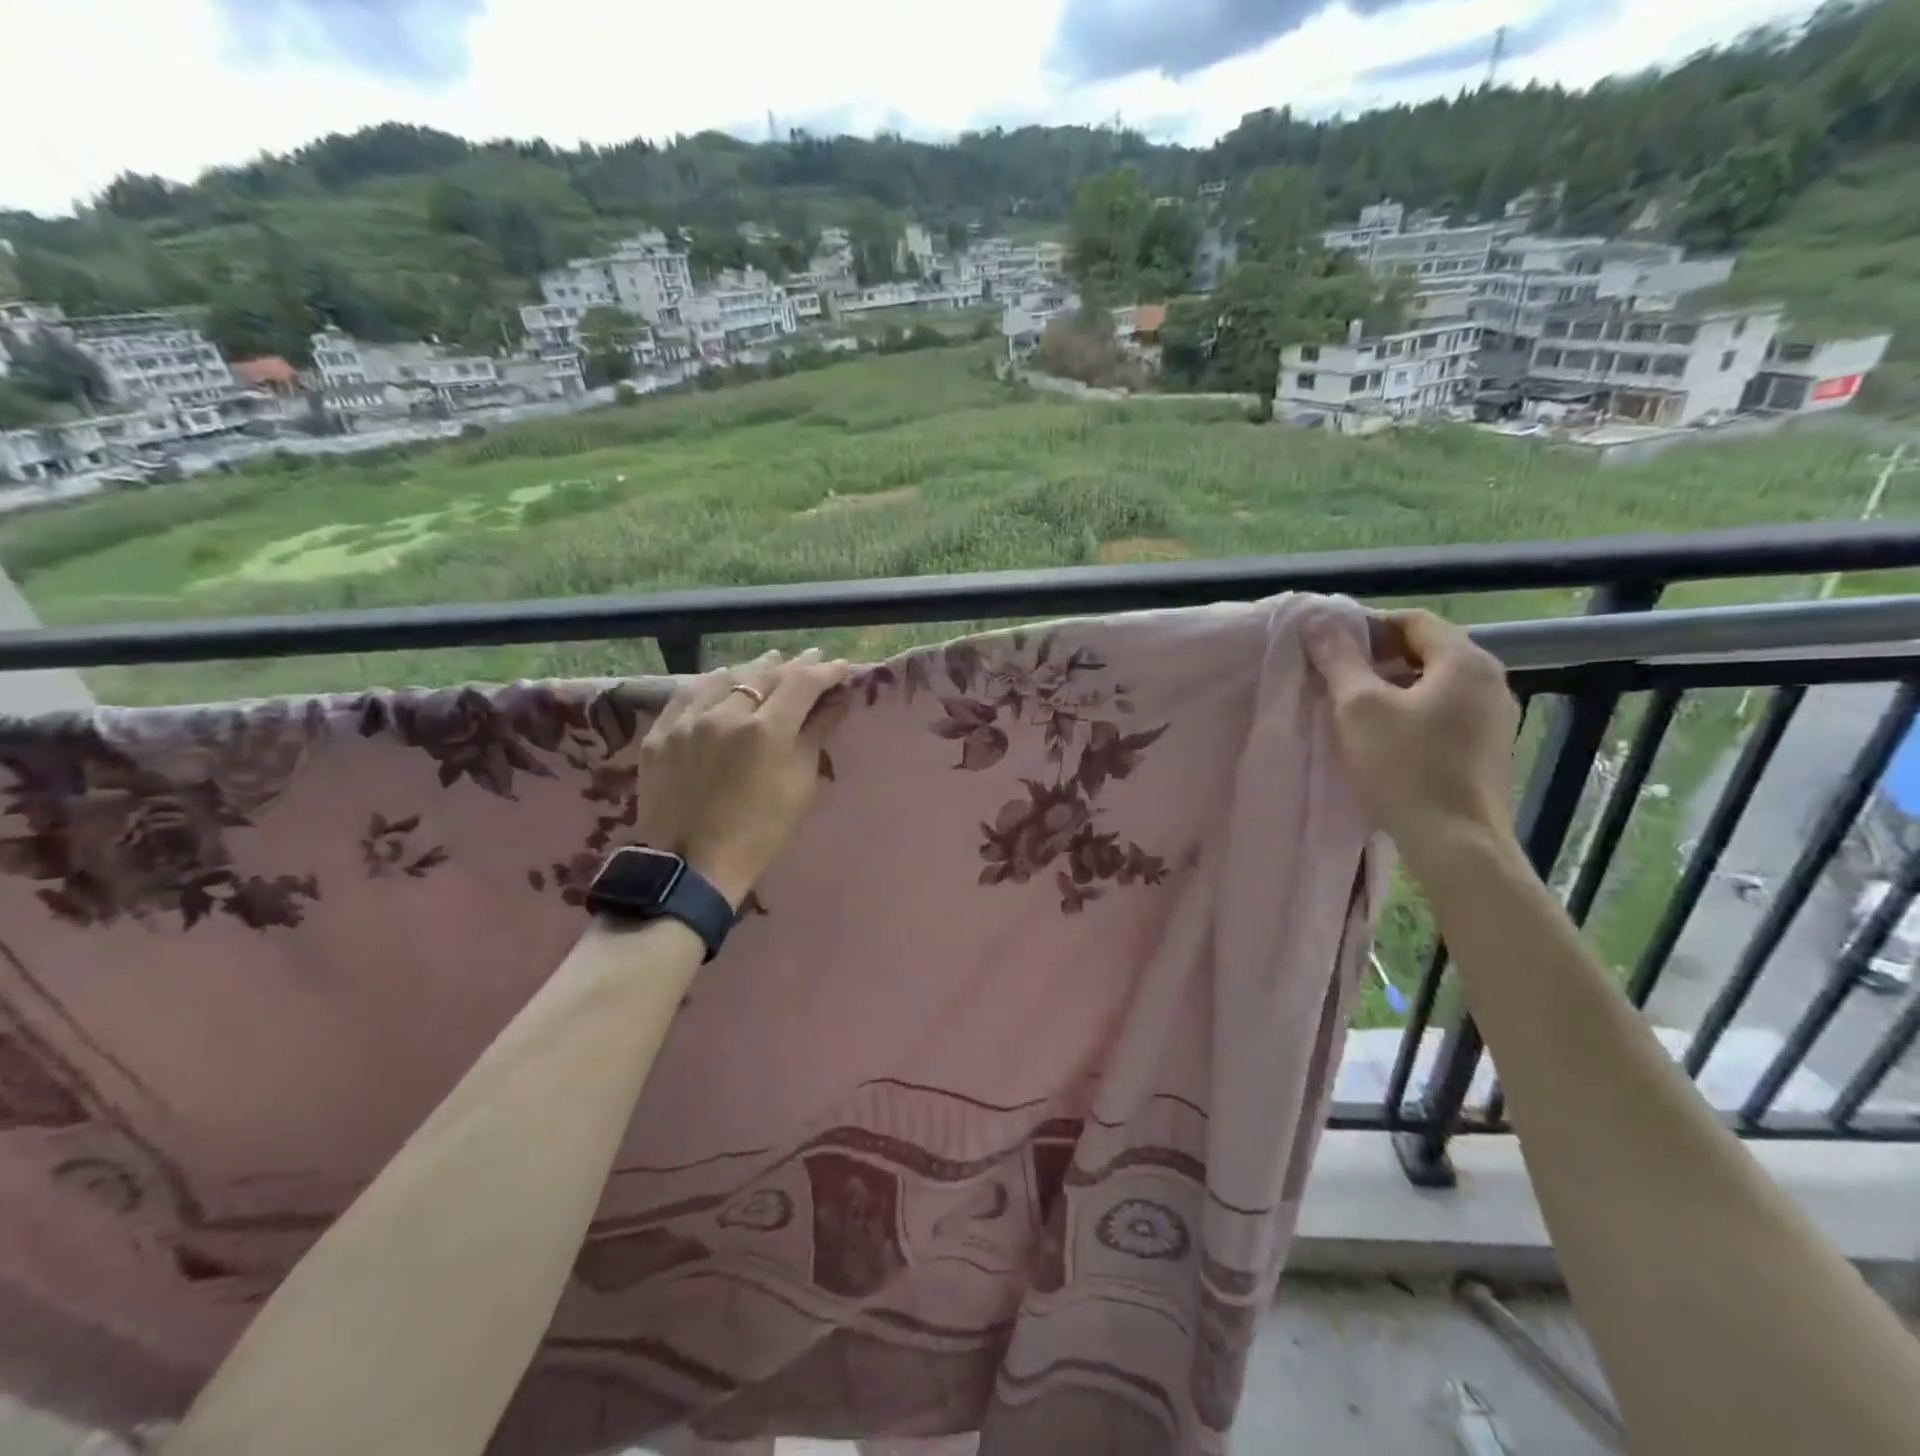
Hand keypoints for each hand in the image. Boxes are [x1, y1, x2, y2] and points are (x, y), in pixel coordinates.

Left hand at [635, 648, 850, 907]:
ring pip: (726, 678)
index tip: (842, 667)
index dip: (826, 671)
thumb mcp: (800, 786)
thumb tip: (835, 701)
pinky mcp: (661, 733)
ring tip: (770, 662)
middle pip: (765, 675)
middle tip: (811, 659)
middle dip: (793, 666)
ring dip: (753, 668)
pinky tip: (723, 678)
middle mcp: (726, 713)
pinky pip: (689, 694)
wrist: (693, 867)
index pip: (803, 683)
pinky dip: (713, 682)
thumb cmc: (761, 832)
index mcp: (768, 729)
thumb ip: (816, 735)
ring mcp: (689, 720)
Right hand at [1303, 610, 1519, 864]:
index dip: (1367, 626)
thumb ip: (1338, 658)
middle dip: (1377, 657)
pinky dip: (1411, 712)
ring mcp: (1494, 718)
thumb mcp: (1358, 708)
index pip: (1413, 620)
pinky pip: (1444, 713)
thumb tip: (1318, 619)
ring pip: (1434, 684)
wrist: (1455, 844)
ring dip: (1392, 687)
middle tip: (1334, 676)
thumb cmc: (1405, 767)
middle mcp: (1490, 681)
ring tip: (1351, 708)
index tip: (1328, 647)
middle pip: (1426, 651)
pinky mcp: (1487, 750)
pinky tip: (1382, 737)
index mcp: (1465, 661)